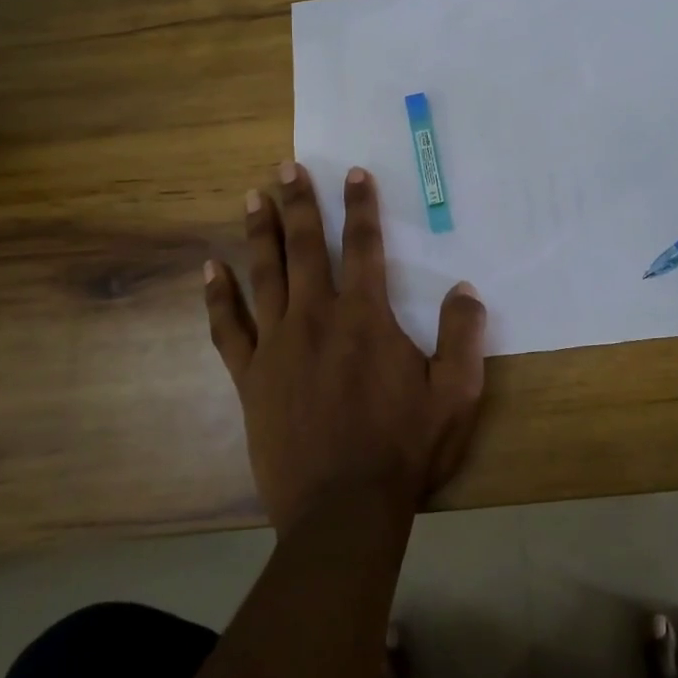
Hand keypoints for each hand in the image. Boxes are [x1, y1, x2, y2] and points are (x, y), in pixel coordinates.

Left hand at [203, 161, 487, 533]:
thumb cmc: (402, 449)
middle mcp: (316, 317)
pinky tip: (211, 270)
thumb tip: (465, 289)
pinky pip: (229, 328)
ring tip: (252, 196)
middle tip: (287, 167)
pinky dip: (219, 297)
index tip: (352, 172)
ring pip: (264, 274)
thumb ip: (463, 336)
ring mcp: (277, 345)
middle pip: (305, 246)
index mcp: (365, 316)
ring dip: (259, 232)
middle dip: (298, 203)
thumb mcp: (455, 395)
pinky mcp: (250, 377)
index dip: (360, 205)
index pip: (363, 245)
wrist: (342, 510)